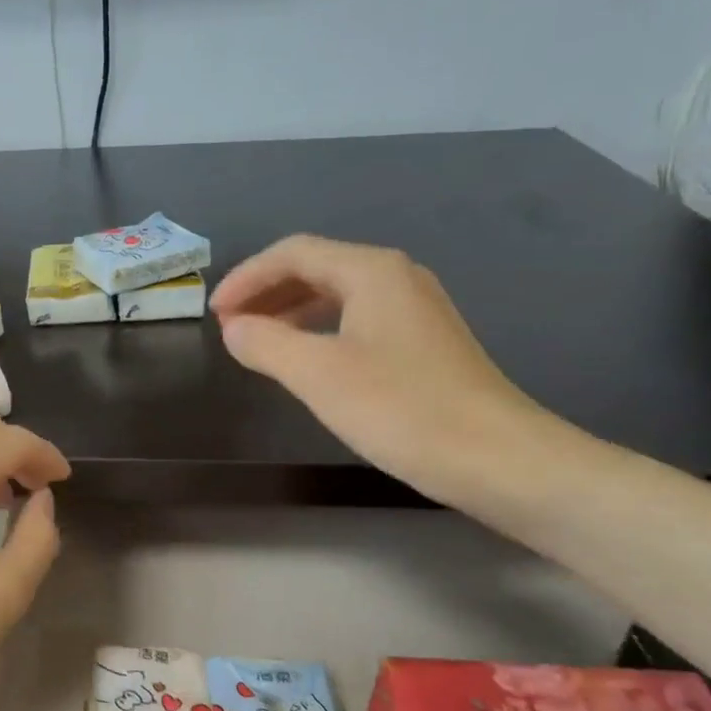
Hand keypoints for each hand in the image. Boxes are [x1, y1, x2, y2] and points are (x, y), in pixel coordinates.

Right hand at [210, 235, 556, 503]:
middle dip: (266, 293)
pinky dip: (318, 331)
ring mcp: (414, 310)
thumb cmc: (401, 409)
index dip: (247, 278)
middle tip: (229, 326)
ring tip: (257, 342)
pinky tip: (306, 361)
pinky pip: (356, 320)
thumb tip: (234, 329)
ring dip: (290, 312)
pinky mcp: (423, 344)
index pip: (293, 253)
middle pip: (316, 268)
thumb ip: (266, 344)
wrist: (497, 457)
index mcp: (371, 272)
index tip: (214, 313)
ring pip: (337, 295)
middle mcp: (396, 278)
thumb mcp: (318, 375)